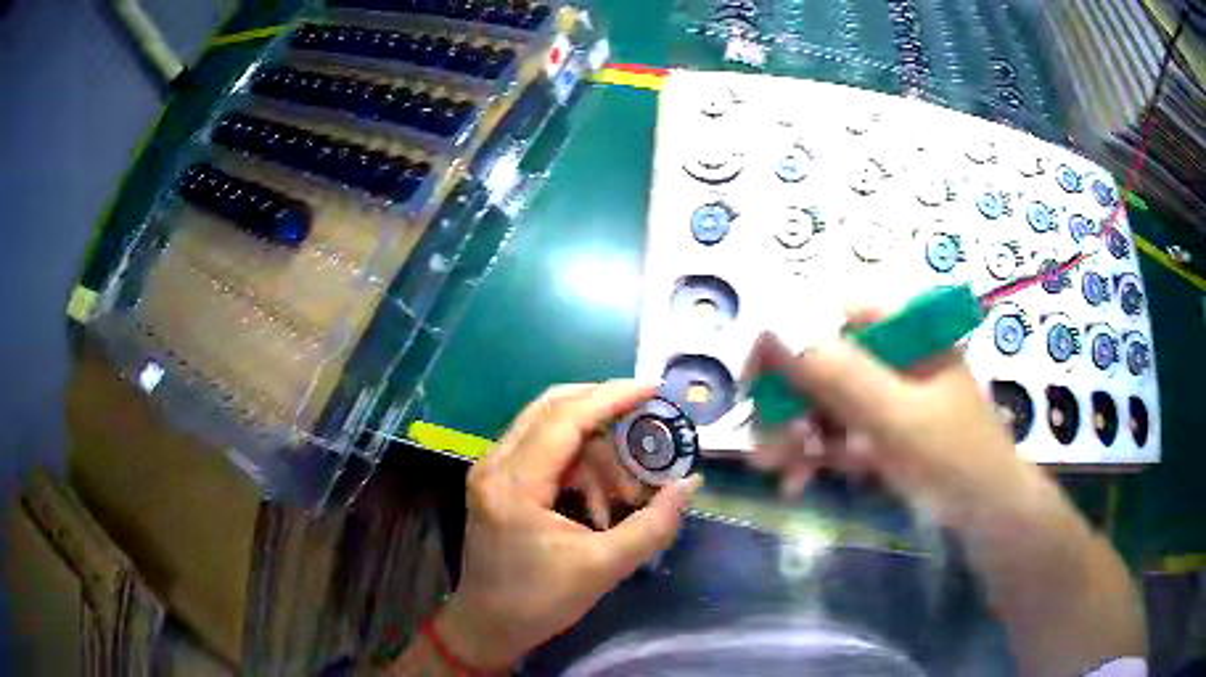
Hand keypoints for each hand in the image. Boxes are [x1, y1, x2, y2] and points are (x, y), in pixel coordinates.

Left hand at [435, 382, 701, 670]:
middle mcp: (494, 464)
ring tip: (623, 488)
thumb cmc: (538, 602)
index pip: (565, 419)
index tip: (653, 387)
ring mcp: (490, 471)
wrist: (487, 627)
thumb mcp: (603, 568)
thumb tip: (689, 485)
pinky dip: (575, 461)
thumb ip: (652, 525)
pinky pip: (541, 450)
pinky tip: (597, 497)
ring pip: (547, 427)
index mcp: (513, 484)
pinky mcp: (495, 482)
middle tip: (646, 422)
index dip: (611, 397)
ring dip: (592, 445)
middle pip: (551, 408)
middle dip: (603, 410)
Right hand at [746, 311, 1030, 525]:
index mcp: (907, 331)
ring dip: (797, 435)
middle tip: (762, 445)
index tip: (753, 380)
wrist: (988, 517)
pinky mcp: (885, 428)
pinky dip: (817, 454)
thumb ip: (840, 375)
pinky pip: (840, 431)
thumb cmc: (954, 459)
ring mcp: (890, 393)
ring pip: (827, 401)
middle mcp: (895, 354)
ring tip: (778, 472)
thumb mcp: (898, 418)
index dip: (787, 341)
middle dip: (789, 405)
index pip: (833, 314)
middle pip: (824, 362)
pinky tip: (799, 481)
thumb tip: (773, 329)